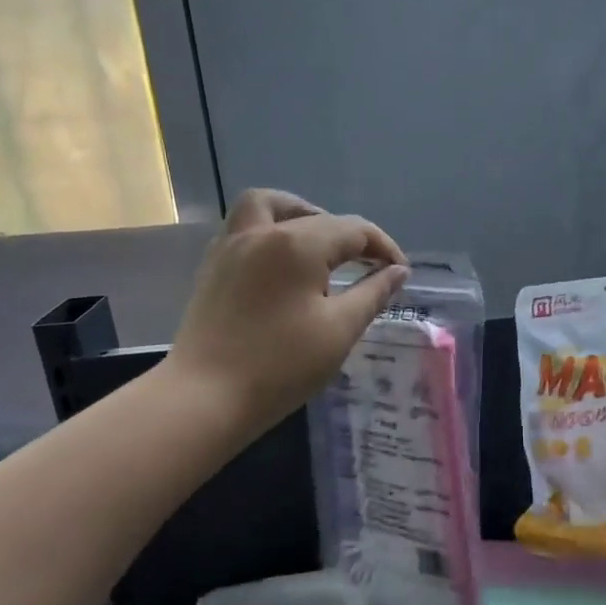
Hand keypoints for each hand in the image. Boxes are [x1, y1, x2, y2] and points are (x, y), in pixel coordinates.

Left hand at [166, 189, 407, 434]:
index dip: (384, 248)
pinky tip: (285, 266)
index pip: (353, 229)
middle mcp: (262, 232)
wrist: (204, 397)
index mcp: (298, 243)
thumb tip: (397, 271)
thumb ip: (373, 293)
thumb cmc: (280, 365)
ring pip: (269, 206)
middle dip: (350, 236)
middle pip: (316, 216)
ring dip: (301, 215)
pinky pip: (245, 228)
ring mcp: (231, 246)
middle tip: (368, 265)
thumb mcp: (339, 330)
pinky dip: (272, 232)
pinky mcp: (214, 267)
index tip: (400, 274)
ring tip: (321, 245)